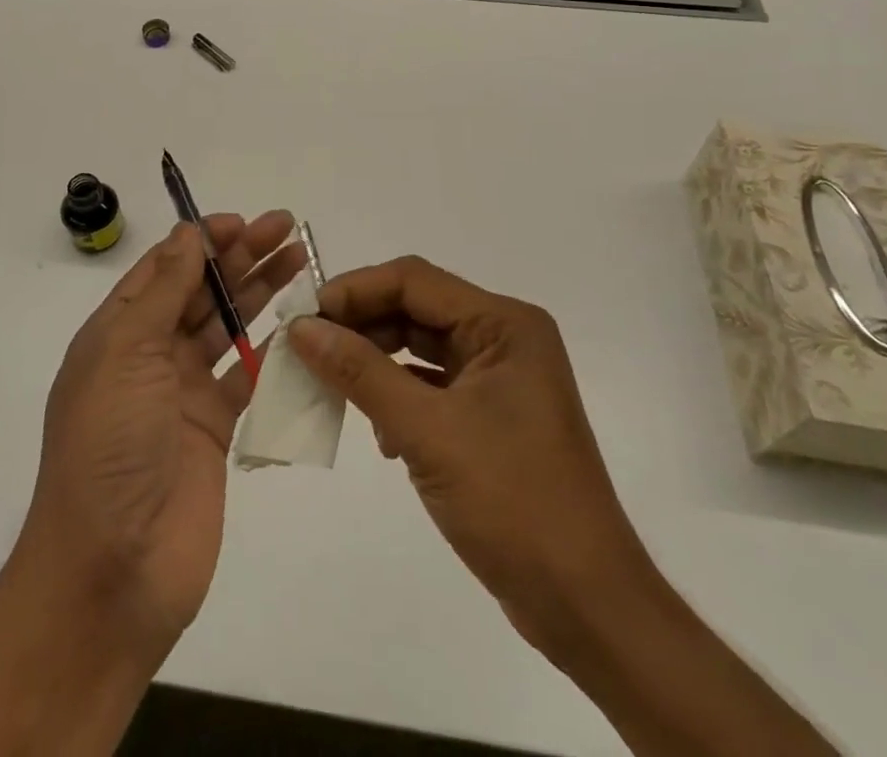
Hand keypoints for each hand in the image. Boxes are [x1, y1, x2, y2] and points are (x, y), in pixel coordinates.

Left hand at [15, 212, 304, 657]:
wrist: (112, 571)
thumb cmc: (108, 446)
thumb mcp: (125, 354)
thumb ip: (162, 293)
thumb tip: (187, 234)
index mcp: (117, 332)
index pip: (164, 269)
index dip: (201, 240)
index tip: (242, 221)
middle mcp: (149, 355)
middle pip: (201, 291)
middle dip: (240, 256)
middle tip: (286, 227)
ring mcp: (183, 393)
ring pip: (228, 326)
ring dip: (260, 292)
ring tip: (300, 260)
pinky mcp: (214, 429)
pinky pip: (247, 377)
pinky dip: (272, 350)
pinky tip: (302, 326)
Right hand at [287, 257, 647, 653]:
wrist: (586, 607)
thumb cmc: (513, 502)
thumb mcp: (427, 432)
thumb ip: (360, 372)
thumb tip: (301, 328)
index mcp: (503, 324)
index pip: (413, 280)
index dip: (355, 290)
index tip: (305, 316)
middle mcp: (503, 338)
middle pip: (415, 309)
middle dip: (361, 326)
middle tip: (308, 348)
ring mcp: (498, 379)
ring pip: (419, 348)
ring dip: (374, 363)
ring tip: (331, 385)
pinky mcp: (489, 416)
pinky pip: (430, 386)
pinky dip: (397, 396)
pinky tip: (377, 430)